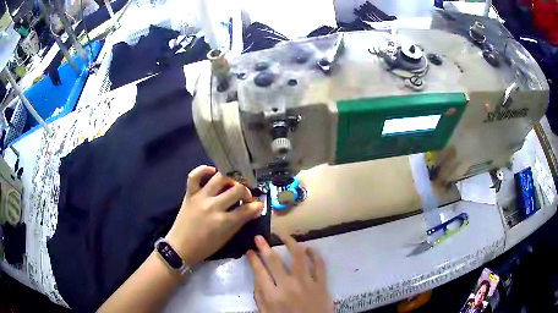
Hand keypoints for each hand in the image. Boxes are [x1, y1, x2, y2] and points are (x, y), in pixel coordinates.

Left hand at [166, 165, 263, 265]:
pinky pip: (194, 176)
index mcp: (224, 221)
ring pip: (220, 178)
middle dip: (247, 193)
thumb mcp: (226, 238)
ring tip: (233, 185)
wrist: (181, 247)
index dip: (256, 206)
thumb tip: (254, 210)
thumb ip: (241, 222)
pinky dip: (203, 170)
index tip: (258, 205)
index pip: (246, 209)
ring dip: (231, 180)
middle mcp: (213, 206)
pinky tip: (212, 171)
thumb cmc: (205, 247)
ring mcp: (200, 198)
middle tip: (246, 198)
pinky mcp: (189, 194)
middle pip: (237, 190)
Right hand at [247, 235, 333, 312]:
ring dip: (291, 243)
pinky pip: (320, 266)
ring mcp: (307, 284)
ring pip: (299, 257)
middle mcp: (288, 286)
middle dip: (265, 247)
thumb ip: (260, 295)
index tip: (250, 250)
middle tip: (260, 237)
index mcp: (272, 295)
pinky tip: (309, 248)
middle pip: (275, 261)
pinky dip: (315, 255)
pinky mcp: (322, 285)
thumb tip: (257, 276)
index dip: (253, 259)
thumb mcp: (266, 312)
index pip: (259, 272)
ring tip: (284, 236)